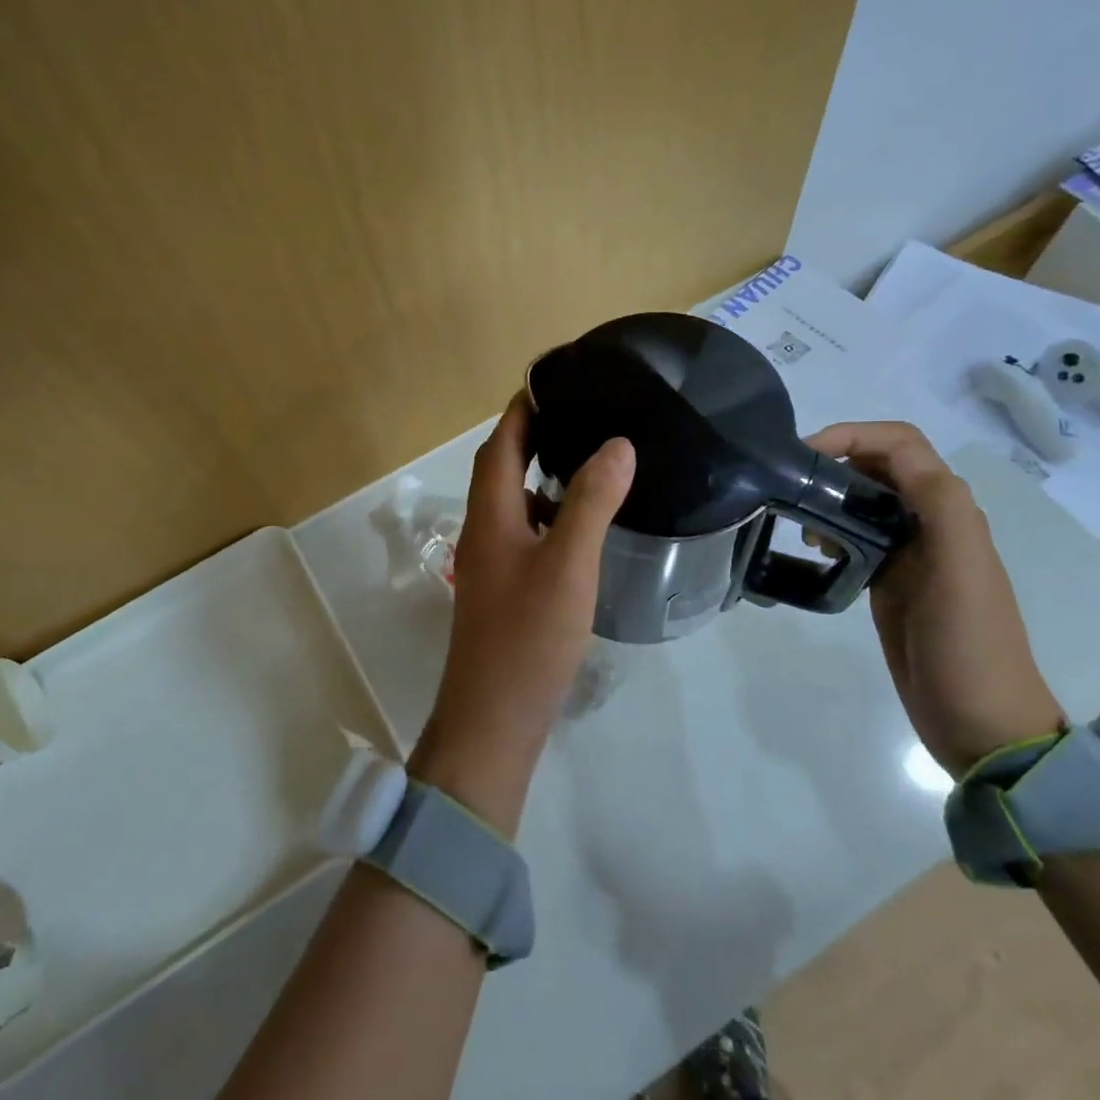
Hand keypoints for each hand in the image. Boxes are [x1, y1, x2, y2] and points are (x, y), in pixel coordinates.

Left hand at [411, 395, 635, 832]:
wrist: (494, 718)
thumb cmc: (529, 636)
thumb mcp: (568, 563)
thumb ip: (591, 502)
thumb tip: (617, 443)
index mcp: (490, 513)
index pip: (500, 443)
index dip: (522, 409)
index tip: (554, 381)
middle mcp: (482, 529)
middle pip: (502, 468)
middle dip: (533, 435)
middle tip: (580, 413)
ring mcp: (490, 562)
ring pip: (513, 502)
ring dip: (541, 475)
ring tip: (588, 458)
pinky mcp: (503, 589)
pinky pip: (523, 532)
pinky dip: (547, 513)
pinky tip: (580, 523)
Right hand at [807, 421, 1062, 776]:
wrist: (981, 722)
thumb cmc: (969, 644)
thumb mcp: (962, 569)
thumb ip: (939, 505)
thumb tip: (893, 459)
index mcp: (950, 510)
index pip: (901, 445)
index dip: (854, 434)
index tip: (805, 452)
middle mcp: (931, 522)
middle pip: (880, 466)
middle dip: (836, 462)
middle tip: (790, 485)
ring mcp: (910, 553)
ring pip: (865, 499)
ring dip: (831, 496)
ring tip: (799, 523)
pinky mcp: (891, 580)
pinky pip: (857, 536)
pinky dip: (832, 530)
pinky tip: (814, 550)